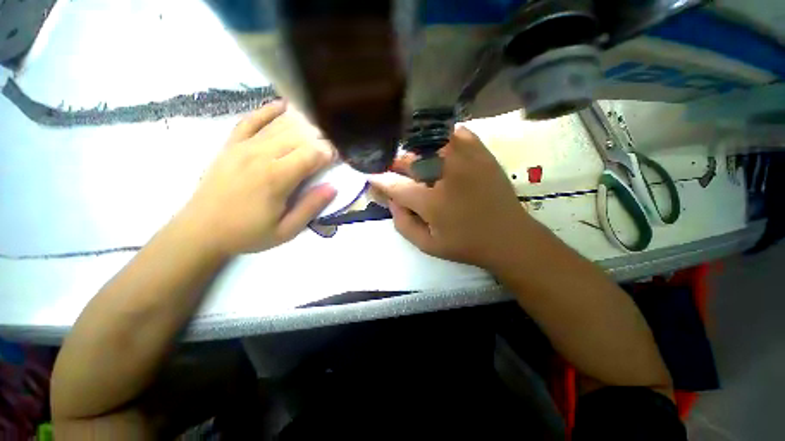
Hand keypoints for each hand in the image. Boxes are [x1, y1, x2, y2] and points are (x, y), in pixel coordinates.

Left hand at [179, 101, 335, 256]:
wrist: (200, 231)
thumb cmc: (247, 233)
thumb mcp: (286, 230)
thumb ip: (311, 207)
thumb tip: (333, 187)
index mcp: (276, 178)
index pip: (311, 154)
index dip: (328, 152)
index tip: (337, 156)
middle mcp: (260, 156)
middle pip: (298, 136)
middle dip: (320, 137)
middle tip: (331, 143)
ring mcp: (243, 147)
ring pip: (279, 125)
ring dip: (302, 123)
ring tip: (318, 125)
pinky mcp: (231, 145)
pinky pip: (251, 120)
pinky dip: (268, 111)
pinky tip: (283, 106)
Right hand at [370, 127, 534, 271]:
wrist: (508, 237)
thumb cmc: (465, 244)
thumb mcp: (427, 245)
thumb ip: (402, 223)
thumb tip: (391, 200)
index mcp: (432, 201)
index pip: (394, 184)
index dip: (378, 179)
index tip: (370, 175)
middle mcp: (446, 173)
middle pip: (409, 159)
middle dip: (396, 165)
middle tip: (394, 171)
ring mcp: (466, 158)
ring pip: (429, 141)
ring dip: (416, 151)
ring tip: (415, 161)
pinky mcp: (481, 152)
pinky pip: (455, 133)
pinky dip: (443, 138)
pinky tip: (439, 149)